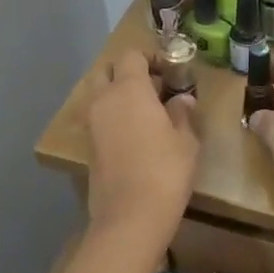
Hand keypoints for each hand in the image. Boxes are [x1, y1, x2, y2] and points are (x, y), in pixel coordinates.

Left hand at [85, 50, 199, 235]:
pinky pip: (99, 118)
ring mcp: (91, 123)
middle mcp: (104, 99)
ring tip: (147, 113)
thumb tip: (182, 100)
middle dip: (128, 73)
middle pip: (108, 70)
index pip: (132, 56)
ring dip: (118, 95)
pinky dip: (113, 116)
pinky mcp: (88, 146)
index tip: (170, 71)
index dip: (150, 58)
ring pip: (100, 94)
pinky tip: (135, 134)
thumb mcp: (186, 141)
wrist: (130, 217)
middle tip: (154, 88)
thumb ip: (182, 113)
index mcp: (129, 89)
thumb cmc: (165, 171)